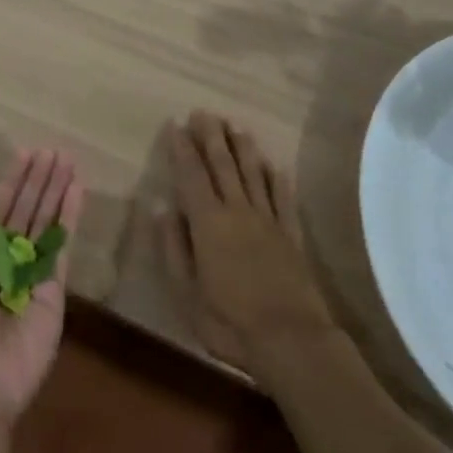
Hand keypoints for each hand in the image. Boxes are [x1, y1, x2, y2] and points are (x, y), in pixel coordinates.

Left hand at [0, 148, 84, 424]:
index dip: (13, 179)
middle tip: (54, 149)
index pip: (0, 206)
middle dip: (39, 178)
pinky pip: (63, 242)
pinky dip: (70, 215)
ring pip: (46, 218)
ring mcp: (33, 269)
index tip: (26, 152)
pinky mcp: (56, 284)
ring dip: (56, 188)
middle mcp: (8, 255)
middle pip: (26, 207)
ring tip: (68, 159)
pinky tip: (77, 189)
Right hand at [160, 112, 332, 374]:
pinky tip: (274, 165)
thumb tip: (162, 207)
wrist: (291, 340)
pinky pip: (283, 198)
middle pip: (223, 164)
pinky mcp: (291, 234)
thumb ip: (173, 248)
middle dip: (211, 136)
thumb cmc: (229, 322)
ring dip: (243, 147)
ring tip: (235, 126)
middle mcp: (238, 210)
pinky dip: (277, 178)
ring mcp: (268, 220)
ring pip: (254, 173)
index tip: (175, 124)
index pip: (192, 175)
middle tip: (203, 112)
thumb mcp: (186, 294)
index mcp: (208, 223)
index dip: (182, 149)